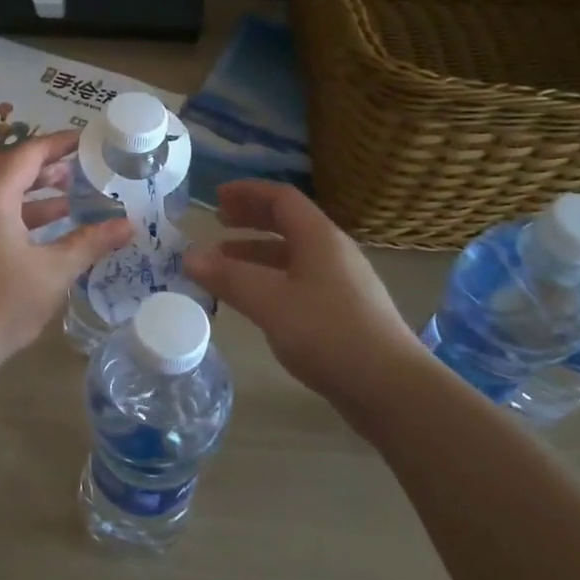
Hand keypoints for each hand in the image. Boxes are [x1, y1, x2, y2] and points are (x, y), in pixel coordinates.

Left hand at [0, 131, 132, 375]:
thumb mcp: (53, 271)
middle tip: (89, 168)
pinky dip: (30, 221)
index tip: (89, 141)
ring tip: (79, 199)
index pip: (28, 155)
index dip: (59, 144)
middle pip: (16, 174)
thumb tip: (128, 225)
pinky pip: (3, 222)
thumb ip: (90, 243)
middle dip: (53, 169)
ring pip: (10, 201)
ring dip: (43, 198)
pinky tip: (56, 236)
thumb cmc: (2, 302)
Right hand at [182, 181, 424, 421]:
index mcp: (319, 238)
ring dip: (256, 252)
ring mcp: (341, 282)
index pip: (281, 198)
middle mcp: (333, 252)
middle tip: (217, 223)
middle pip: (288, 223)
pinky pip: (299, 280)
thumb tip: (188, 256)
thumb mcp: (270, 302)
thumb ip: (228, 278)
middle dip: (250, 219)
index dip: (247, 192)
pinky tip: (254, 299)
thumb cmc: (328, 334)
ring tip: (223, 262)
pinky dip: (270, 278)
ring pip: (292, 254)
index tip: (216, 196)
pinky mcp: (343, 311)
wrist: (391, 387)